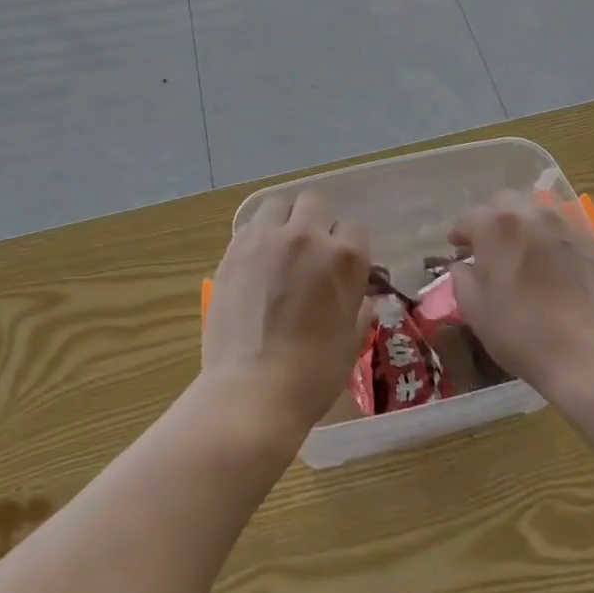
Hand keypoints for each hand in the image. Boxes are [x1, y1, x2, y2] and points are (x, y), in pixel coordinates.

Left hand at [202, 191, 371, 437]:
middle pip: (314, 201)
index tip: (340, 266)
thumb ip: (358, 306)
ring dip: (283, 219)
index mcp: (344, 257)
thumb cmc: (313, 374)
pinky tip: (256, 261)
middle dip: (316, 220)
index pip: (354, 227)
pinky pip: (250, 226)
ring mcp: (266, 239)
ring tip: (280, 245)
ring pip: (277, 203)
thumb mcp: (352, 339)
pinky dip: (257, 235)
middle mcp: (306, 236)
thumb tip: (360, 296)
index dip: (348, 246)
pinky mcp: (234, 250)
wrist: (252, 391)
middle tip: (310, 249)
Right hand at [448, 192, 593, 394]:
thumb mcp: (475, 310)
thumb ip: (462, 278)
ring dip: (521, 223)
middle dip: (490, 218)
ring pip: (535, 210)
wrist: (590, 356)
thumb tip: (463, 265)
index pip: (468, 216)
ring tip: (520, 250)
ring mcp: (565, 225)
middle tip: (487, 246)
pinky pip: (561, 227)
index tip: (458, 249)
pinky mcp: (592, 242)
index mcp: (496, 226)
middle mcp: (530, 214)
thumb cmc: (522, 333)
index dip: (459, 233)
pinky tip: (550, 261)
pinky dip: (548, 236)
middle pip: (502, 202)